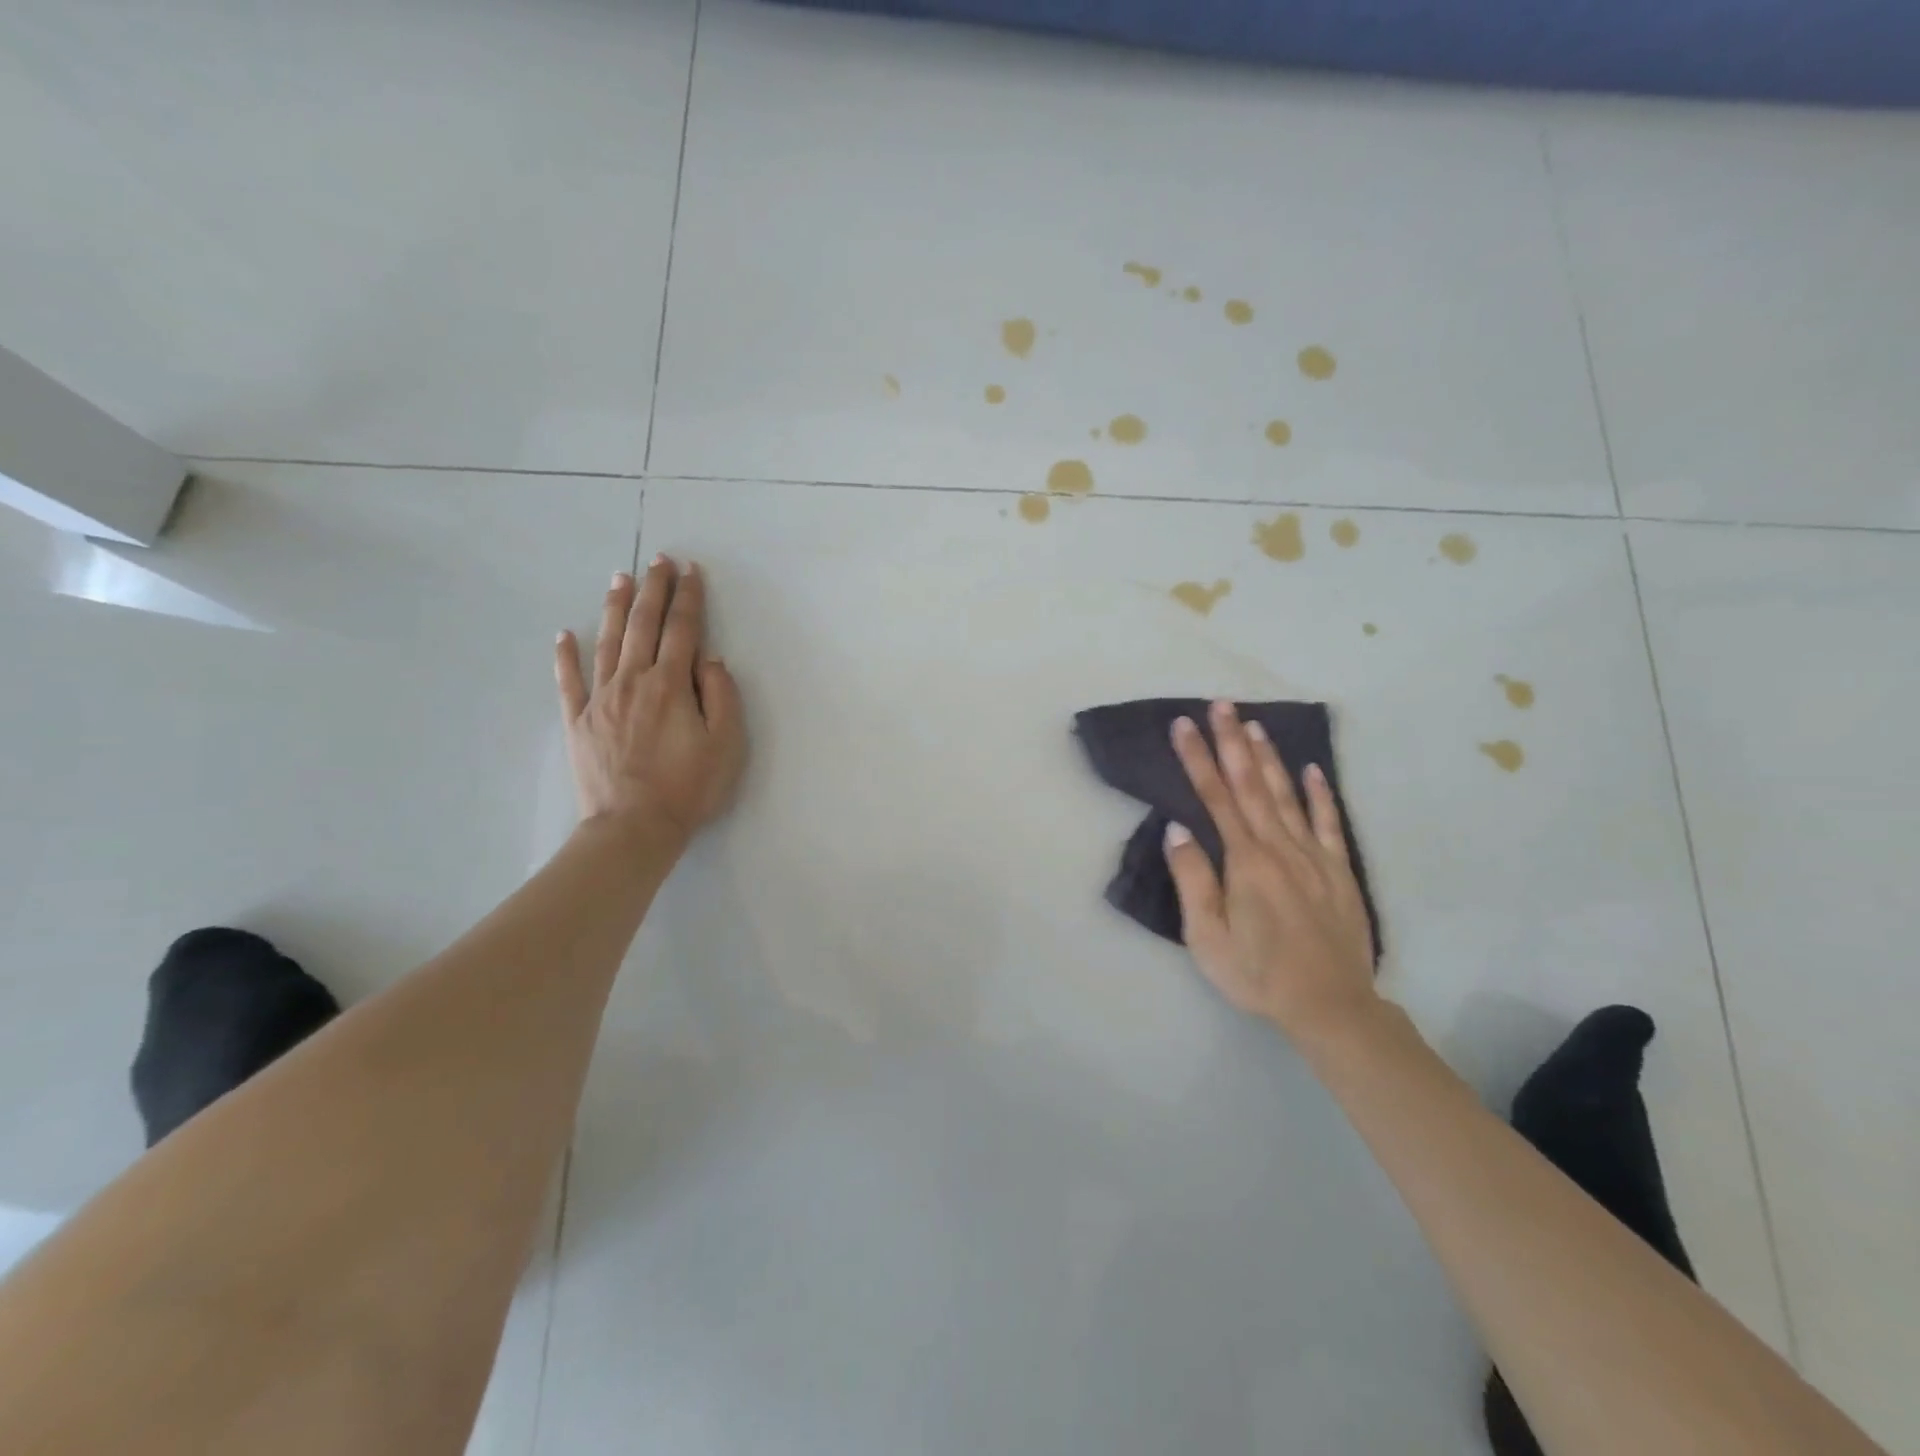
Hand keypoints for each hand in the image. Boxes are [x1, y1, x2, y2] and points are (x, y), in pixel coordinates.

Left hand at [554, 557, 746, 845]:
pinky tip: (564, 635)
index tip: (691, 571)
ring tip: (620, 578)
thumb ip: (721, 695)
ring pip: (606, 642)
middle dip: (654, 589)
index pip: (683, 630)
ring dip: (614, 607)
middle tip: (659, 561)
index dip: (689, 598)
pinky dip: (565, 656)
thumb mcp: (726, 743)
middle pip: (643, 625)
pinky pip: (569, 681)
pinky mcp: (578, 721)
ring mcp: (600, 699)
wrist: (634, 827)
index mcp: (670, 685)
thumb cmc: (689, 787)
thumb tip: (708, 660)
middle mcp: (633, 681)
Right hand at [1164, 700, 1377, 1043]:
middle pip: (1251, 785)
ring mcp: (1314, 857)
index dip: (1197, 758)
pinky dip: (1320, 794)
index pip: (1216, 797)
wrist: (1332, 1007)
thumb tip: (1177, 828)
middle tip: (1220, 705)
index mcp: (1245, 862)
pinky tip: (1312, 770)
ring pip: (1286, 795)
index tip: (1183, 725)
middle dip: (1232, 742)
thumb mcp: (1207, 938)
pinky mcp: (1338, 872)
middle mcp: (1280, 848)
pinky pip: (1329, 823)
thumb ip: (1193, 880)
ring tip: (1255, 724)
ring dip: (1268, 757)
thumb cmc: (1258, 975)